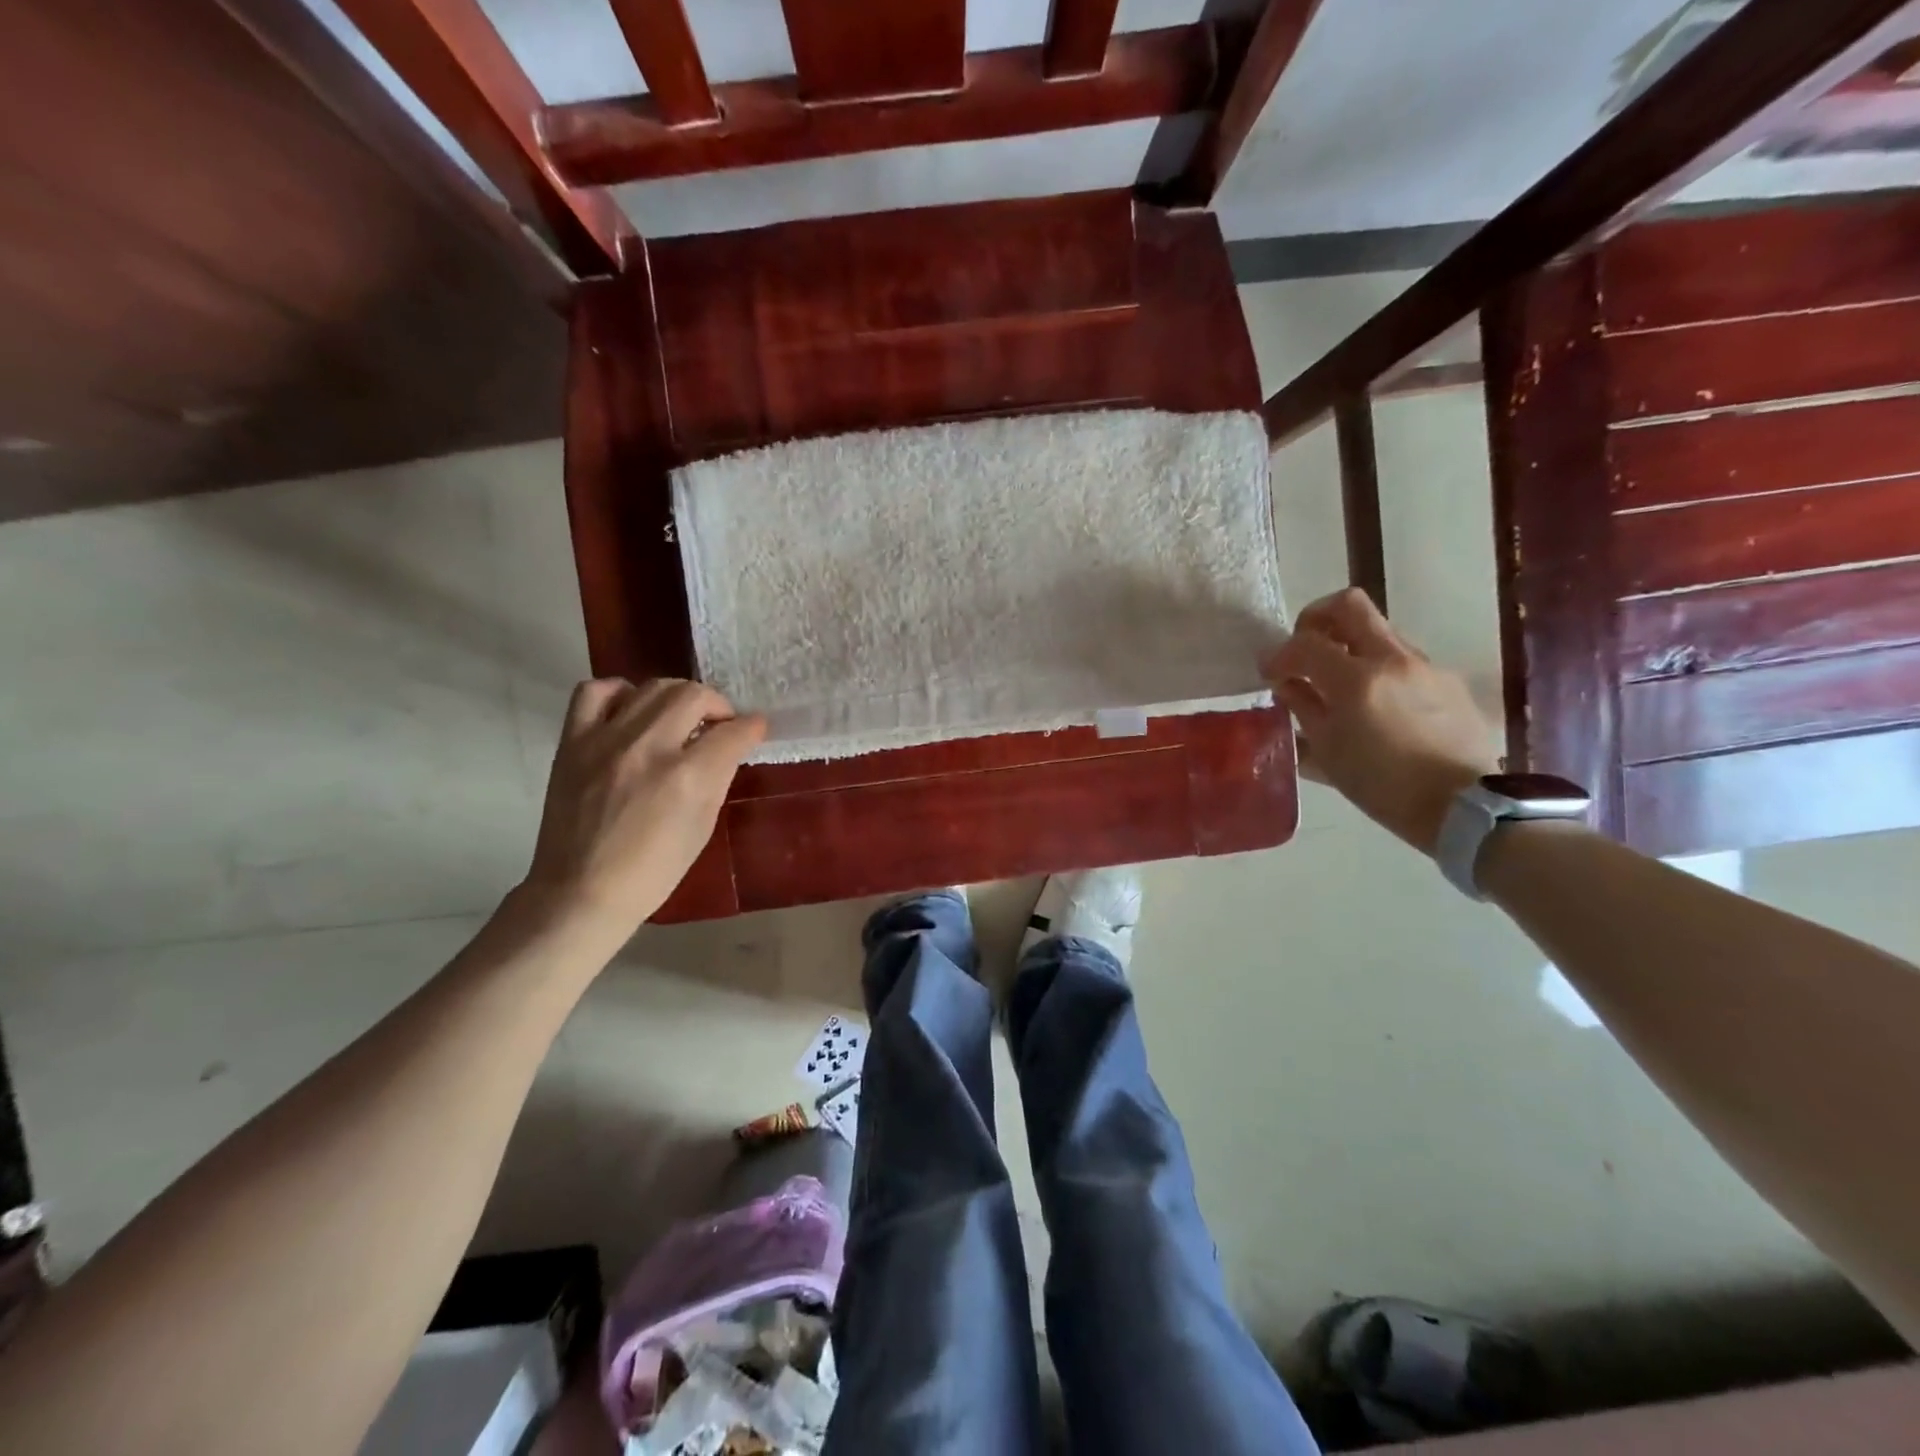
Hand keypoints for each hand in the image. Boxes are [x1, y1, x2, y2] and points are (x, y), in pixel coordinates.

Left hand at [522, 678, 765, 929]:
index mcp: (687, 778)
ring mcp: (605, 740)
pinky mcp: (572, 742)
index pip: (732, 732)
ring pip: (652, 687)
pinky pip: (595, 692)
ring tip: (679, 718)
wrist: (581, 891)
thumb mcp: (702, 826)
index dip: (752, 727)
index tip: (755, 729)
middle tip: (718, 725)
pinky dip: (620, 692)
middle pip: (693, 695)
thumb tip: (730, 745)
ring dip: (677, 697)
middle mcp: (648, 748)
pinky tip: (631, 712)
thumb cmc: (653, 870)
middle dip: (717, 705)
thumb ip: (717, 777)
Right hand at [1262, 589, 1499, 854]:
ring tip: (1337, 683)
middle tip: (1303, 648)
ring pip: (1377, 631)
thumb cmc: (1383, 787)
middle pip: (1348, 606)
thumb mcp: (1328, 752)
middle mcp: (1392, 659)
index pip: (1305, 643)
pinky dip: (1376, 668)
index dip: (1280, 654)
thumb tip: (1288, 684)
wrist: (1465, 807)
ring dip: (1348, 645)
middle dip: (1315, 618)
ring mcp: (1424, 666)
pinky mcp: (1446, 680)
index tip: (1270, 673)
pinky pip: (1400, 659)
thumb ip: (1304, 707)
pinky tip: (1374, 705)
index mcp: (1357, 680)